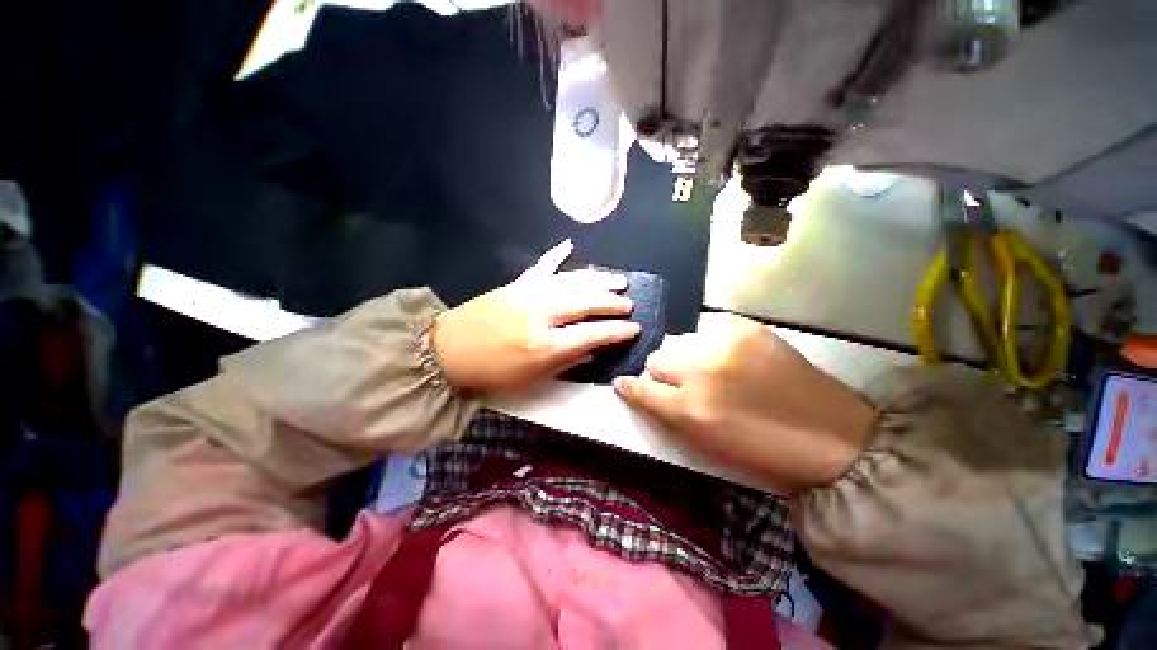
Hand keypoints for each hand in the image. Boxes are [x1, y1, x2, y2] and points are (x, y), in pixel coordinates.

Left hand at [433, 240, 640, 392]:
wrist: (446, 352)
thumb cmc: (491, 373)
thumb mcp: (531, 380)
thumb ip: (566, 363)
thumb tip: (593, 351)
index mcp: (544, 345)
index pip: (591, 333)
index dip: (616, 331)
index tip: (634, 328)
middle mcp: (540, 315)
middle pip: (585, 302)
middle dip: (612, 302)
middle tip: (629, 304)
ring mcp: (527, 295)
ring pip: (570, 281)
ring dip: (597, 280)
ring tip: (618, 281)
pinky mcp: (515, 285)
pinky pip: (541, 267)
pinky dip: (556, 256)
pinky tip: (569, 245)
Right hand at [613, 313, 877, 493]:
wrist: (834, 437)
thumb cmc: (762, 451)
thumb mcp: (705, 443)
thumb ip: (666, 412)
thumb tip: (635, 387)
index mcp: (690, 410)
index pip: (641, 389)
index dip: (631, 387)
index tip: (624, 384)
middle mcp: (701, 372)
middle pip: (657, 358)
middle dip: (664, 373)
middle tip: (686, 385)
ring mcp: (725, 344)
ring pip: (680, 341)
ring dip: (687, 357)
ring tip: (712, 370)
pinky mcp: (747, 328)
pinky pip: (709, 329)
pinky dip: (712, 344)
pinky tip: (731, 358)